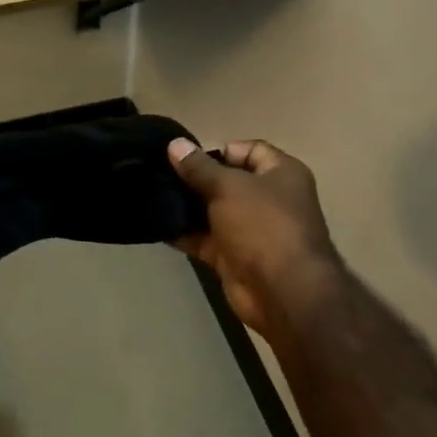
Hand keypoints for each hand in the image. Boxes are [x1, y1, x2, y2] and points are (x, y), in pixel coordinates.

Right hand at [169, 138, 341, 338]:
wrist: (282, 291)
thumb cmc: (262, 226)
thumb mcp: (228, 187)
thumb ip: (199, 167)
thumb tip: (175, 144)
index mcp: (281, 174)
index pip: (248, 150)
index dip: (218, 150)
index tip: (185, 157)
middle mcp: (269, 199)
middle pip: (227, 181)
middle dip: (196, 179)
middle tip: (160, 174)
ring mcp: (251, 230)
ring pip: (213, 211)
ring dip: (186, 207)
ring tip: (153, 196)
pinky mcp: (234, 256)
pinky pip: (204, 239)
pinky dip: (184, 234)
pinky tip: (157, 225)